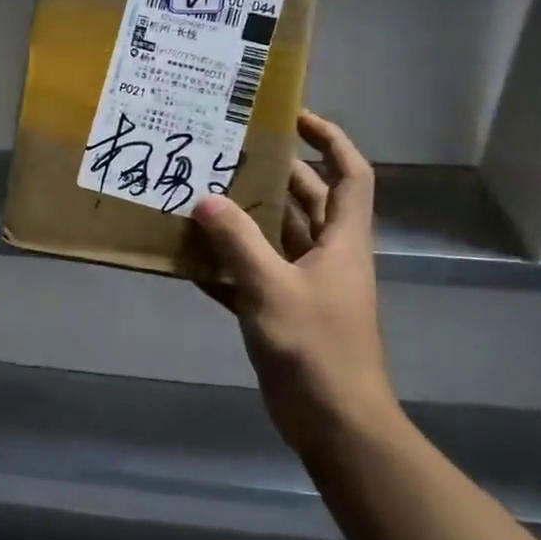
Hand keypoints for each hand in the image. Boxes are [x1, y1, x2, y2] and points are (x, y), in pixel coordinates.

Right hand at [193, 112, 397, 453]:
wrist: (333, 421)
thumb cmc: (315, 346)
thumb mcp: (272, 287)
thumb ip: (237, 241)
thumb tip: (206, 199)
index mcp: (342, 241)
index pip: (349, 175)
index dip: (330, 140)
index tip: (295, 118)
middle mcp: (327, 255)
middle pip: (305, 200)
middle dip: (272, 174)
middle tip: (227, 153)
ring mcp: (305, 285)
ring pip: (274, 237)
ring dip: (243, 219)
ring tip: (199, 194)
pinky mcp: (282, 312)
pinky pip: (252, 276)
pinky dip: (226, 266)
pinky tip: (190, 259)